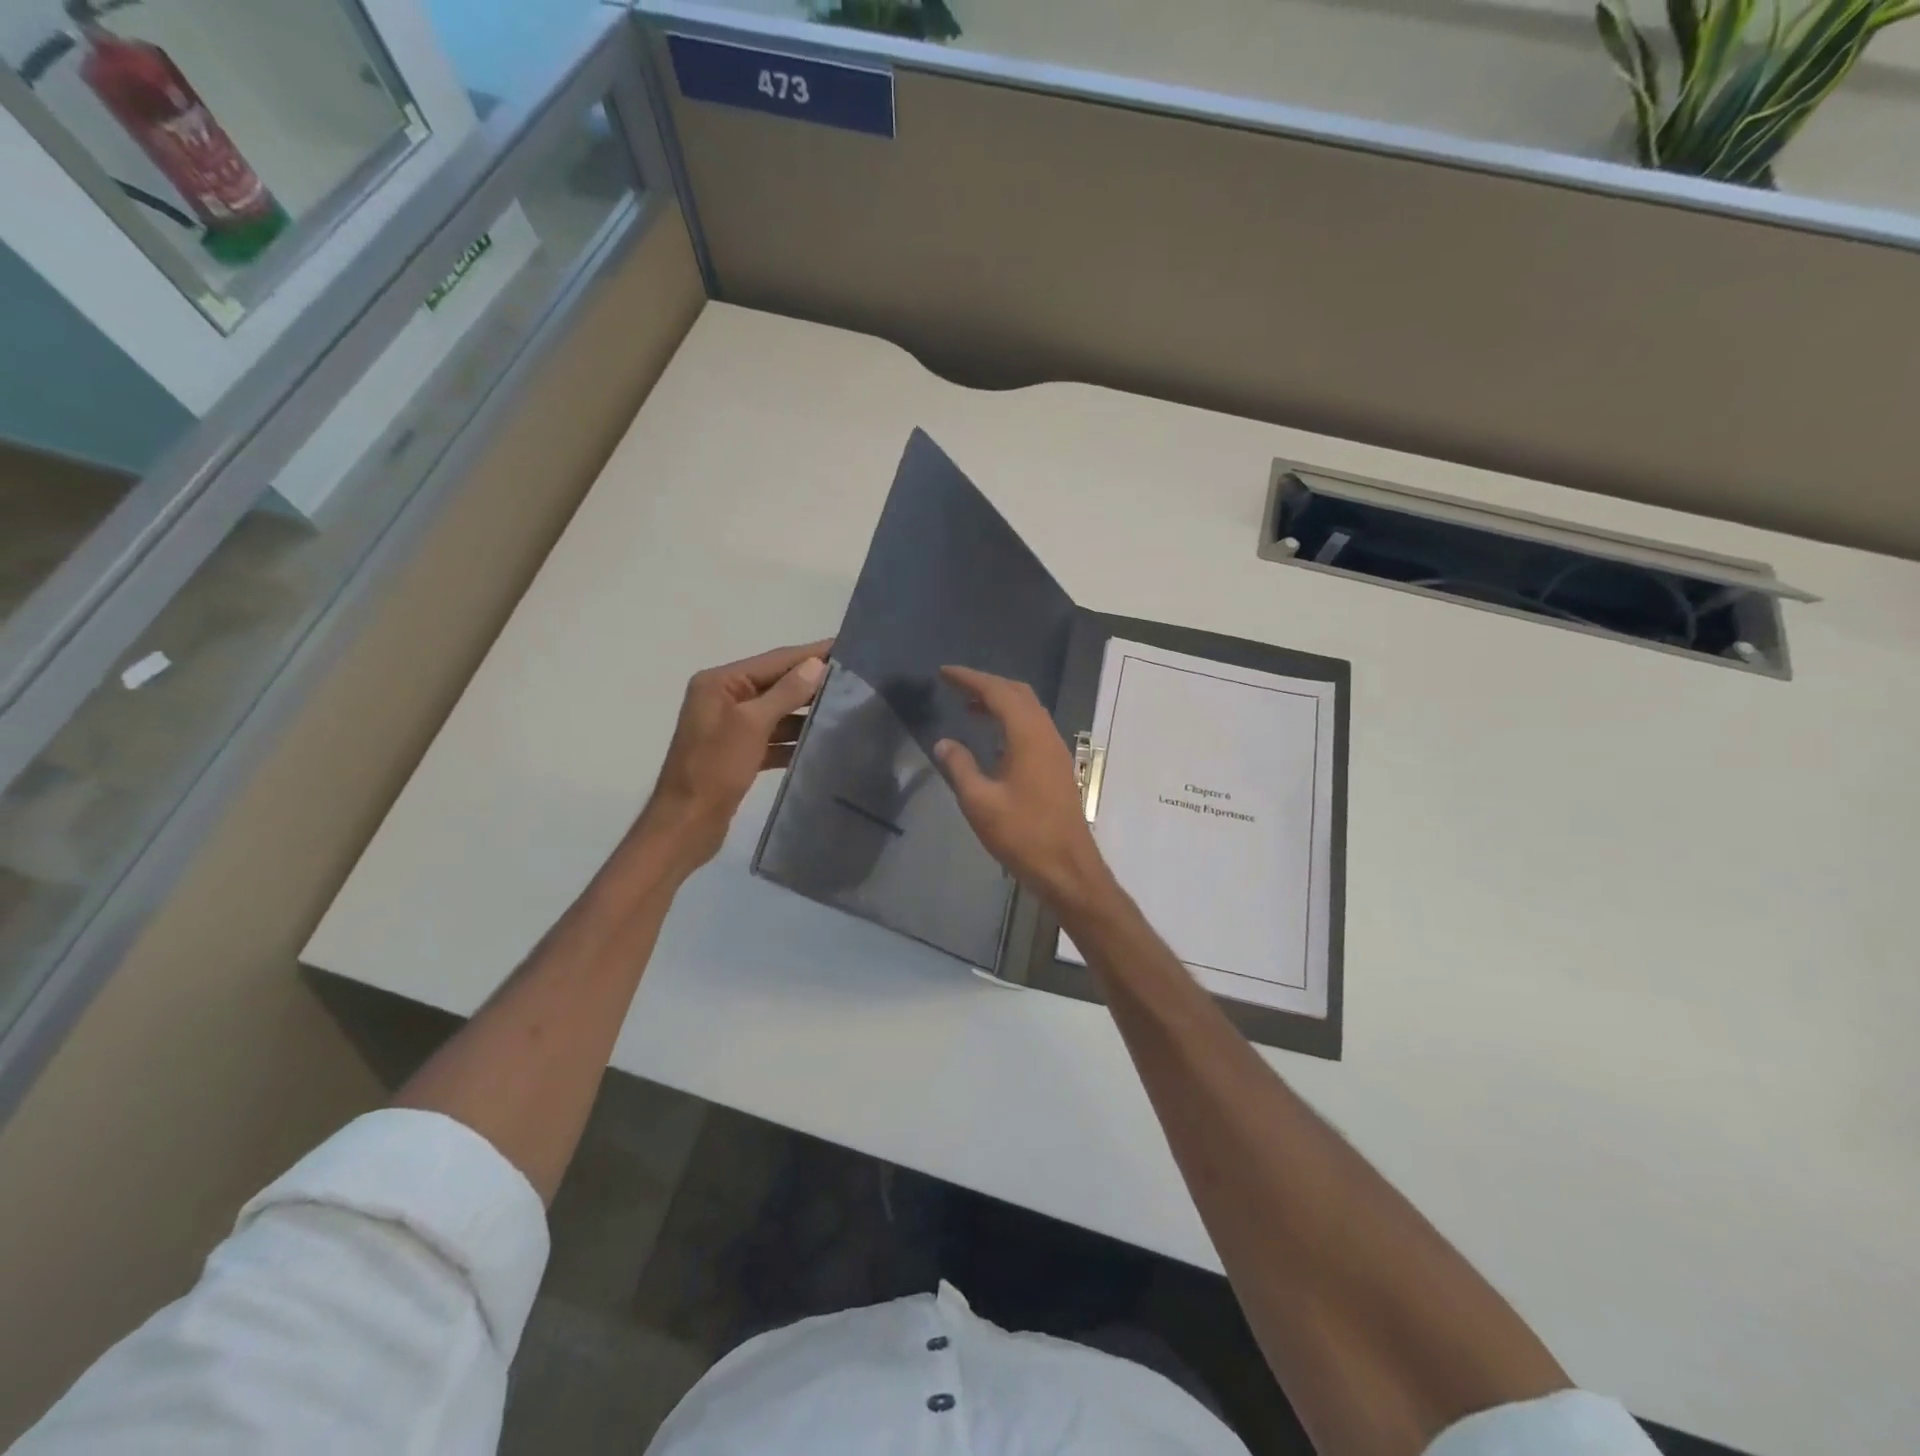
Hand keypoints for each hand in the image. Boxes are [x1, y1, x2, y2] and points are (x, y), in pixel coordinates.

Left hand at [637, 641, 829, 872]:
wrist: (686, 825)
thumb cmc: (714, 769)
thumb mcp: (751, 725)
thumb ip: (785, 693)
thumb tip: (816, 665)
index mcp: (719, 683)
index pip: (775, 660)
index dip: (811, 653)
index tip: (847, 645)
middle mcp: (723, 698)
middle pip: (777, 683)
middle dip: (812, 682)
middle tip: (856, 679)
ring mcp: (731, 727)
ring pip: (778, 712)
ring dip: (807, 712)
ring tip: (847, 708)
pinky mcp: (740, 753)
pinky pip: (774, 737)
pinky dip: (795, 739)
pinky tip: (823, 741)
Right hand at [934, 665, 1117, 913]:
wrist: (1068, 868)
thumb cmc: (1023, 835)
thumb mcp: (980, 803)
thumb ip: (959, 767)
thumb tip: (944, 742)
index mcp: (1028, 736)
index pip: (998, 692)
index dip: (971, 679)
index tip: (945, 673)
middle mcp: (1046, 735)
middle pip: (1018, 694)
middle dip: (987, 684)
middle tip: (957, 686)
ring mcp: (1056, 751)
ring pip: (1029, 710)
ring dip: (1001, 702)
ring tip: (970, 707)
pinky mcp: (1058, 767)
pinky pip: (1034, 728)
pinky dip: (1012, 720)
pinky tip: (995, 739)